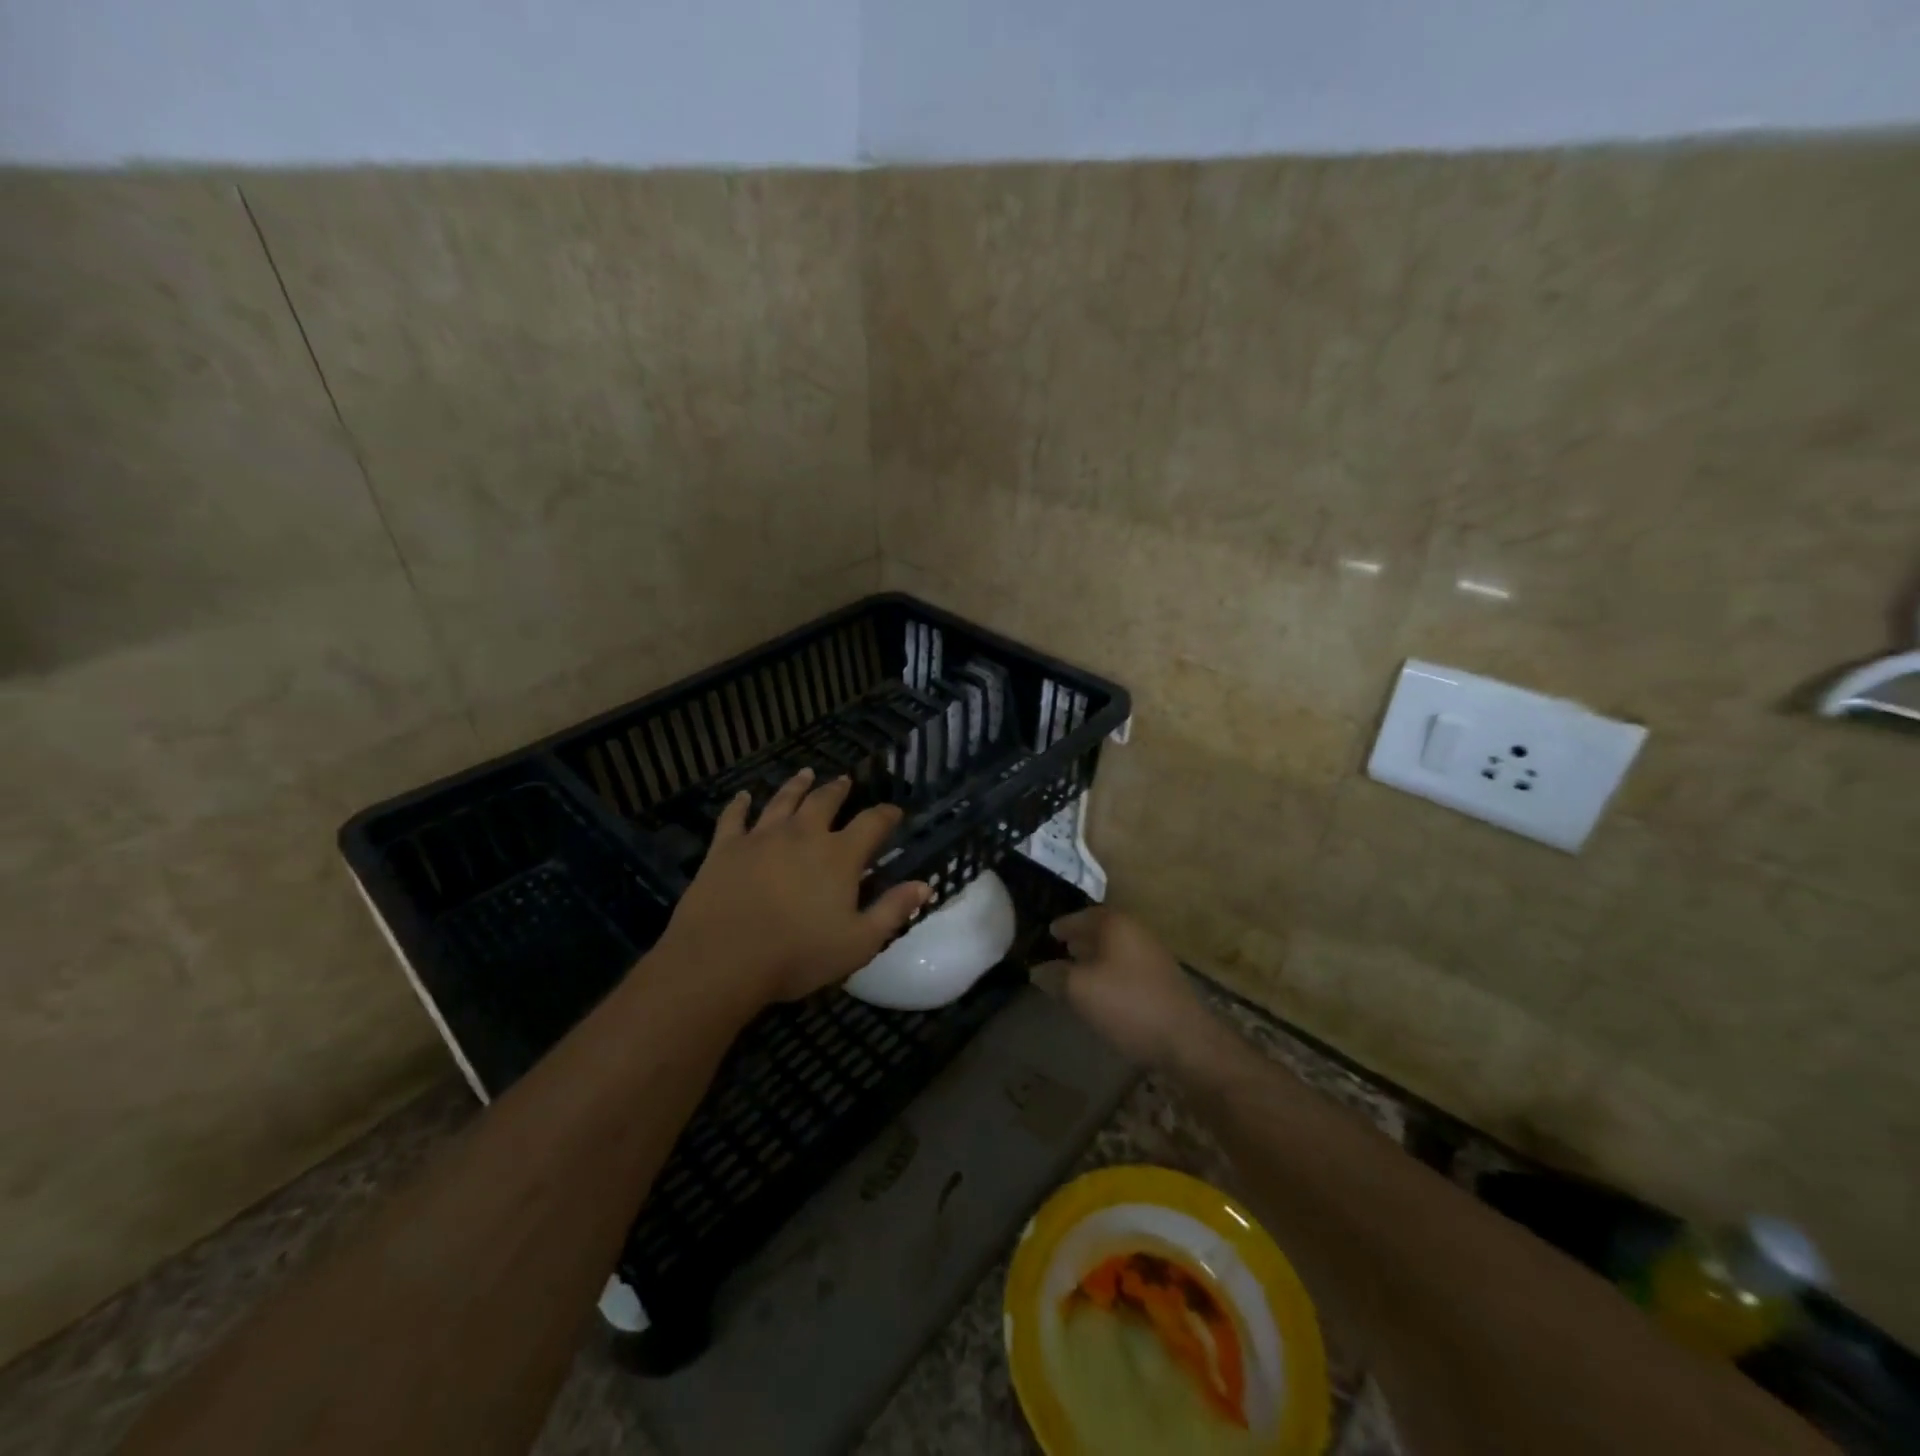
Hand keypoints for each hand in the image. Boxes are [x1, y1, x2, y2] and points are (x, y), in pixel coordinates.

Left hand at [653, 768, 929, 1008]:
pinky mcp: (725, 848)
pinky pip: (734, 818)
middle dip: (838, 790)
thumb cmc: (798, 954)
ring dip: (796, 786)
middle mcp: (803, 834)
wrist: (723, 959)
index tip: (895, 811)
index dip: (886, 815)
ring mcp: (761, 837)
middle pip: (824, 801)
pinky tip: (743, 796)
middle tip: (845, 781)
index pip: (872, 823)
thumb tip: (924, 885)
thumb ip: (892, 910)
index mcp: (839, 855)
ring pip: (782, 801)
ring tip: (805, 773)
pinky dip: (740, 804)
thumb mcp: (859, 942)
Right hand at [1038, 907, 1217, 1068]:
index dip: (1062, 925)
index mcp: (1116, 924)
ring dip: (1095, 957)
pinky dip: (1110, 971)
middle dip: (1079, 939)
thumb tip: (1039, 969)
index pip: (1081, 916)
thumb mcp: (1080, 990)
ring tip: (1076, 973)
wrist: (1186, 1040)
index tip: (1048, 934)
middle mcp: (1136, 930)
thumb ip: (1055, 975)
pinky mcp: (1163, 978)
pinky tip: (1102, 991)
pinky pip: (1127, 966)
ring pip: (1115, 948)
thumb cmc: (1127, 1005)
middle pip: (1100, 929)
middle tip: (1058, 951)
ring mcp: (1153, 954)